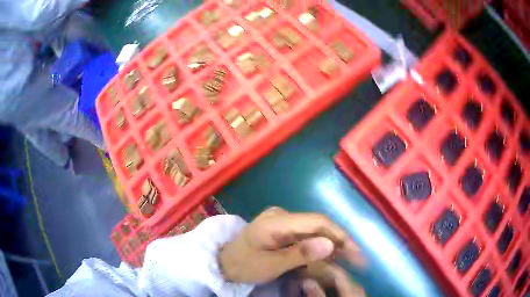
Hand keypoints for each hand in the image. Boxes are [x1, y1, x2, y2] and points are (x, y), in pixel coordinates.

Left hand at [218, 207, 363, 290]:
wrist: (222, 263)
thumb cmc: (244, 265)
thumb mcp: (270, 264)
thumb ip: (301, 253)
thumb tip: (331, 244)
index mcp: (278, 220)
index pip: (317, 222)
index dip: (340, 235)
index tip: (355, 252)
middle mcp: (282, 216)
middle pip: (318, 226)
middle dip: (339, 241)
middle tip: (357, 258)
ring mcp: (282, 221)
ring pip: (314, 231)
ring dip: (331, 245)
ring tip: (347, 259)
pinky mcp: (282, 230)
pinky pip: (305, 236)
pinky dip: (318, 247)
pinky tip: (329, 257)